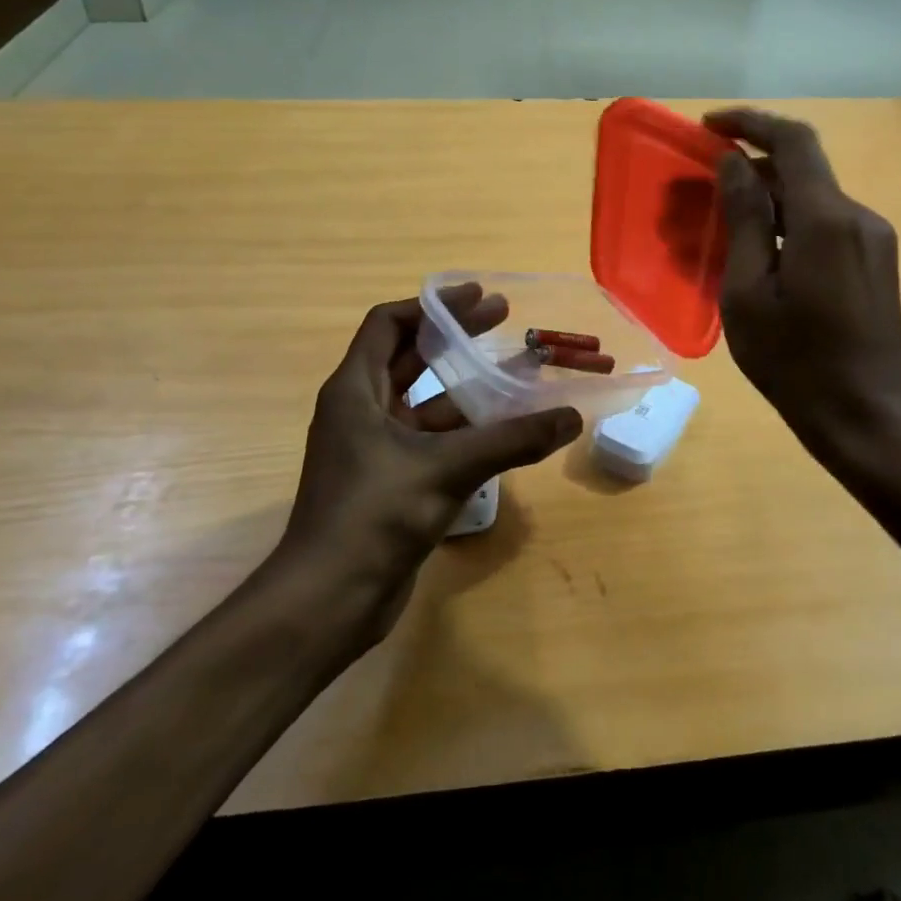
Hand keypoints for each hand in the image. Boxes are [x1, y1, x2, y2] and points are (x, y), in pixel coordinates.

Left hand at [272, 287, 581, 642]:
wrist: (328, 602)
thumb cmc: (374, 515)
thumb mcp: (447, 468)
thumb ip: (511, 439)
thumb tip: (571, 417)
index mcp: (355, 390)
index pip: (389, 324)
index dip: (432, 306)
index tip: (478, 298)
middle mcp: (361, 410)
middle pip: (410, 357)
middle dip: (455, 337)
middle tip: (504, 319)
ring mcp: (376, 448)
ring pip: (426, 401)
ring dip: (467, 386)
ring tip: (517, 372)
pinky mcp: (391, 481)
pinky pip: (432, 439)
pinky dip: (466, 428)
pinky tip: (505, 429)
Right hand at [706, 109, 900, 470]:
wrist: (868, 419)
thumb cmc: (796, 363)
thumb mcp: (748, 293)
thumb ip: (744, 219)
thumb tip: (734, 163)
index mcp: (826, 219)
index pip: (792, 140)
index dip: (749, 123)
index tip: (708, 126)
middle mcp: (858, 217)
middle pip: (800, 169)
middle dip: (747, 170)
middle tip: (698, 195)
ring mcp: (873, 240)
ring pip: (811, 200)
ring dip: (764, 202)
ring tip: (718, 232)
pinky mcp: (876, 263)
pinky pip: (825, 226)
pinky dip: (787, 226)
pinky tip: (757, 258)